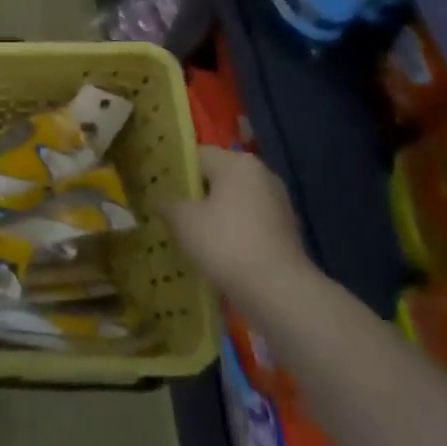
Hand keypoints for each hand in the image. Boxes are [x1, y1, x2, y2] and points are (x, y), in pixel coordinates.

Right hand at [162, 146, 314, 316]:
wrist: (278, 290)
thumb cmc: (225, 244)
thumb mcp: (183, 221)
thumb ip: (167, 204)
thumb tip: (160, 199)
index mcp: (237, 162)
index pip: (199, 155)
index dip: (176, 170)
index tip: (159, 189)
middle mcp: (261, 174)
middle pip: (219, 176)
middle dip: (197, 193)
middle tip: (172, 211)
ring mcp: (278, 202)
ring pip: (236, 200)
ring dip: (216, 213)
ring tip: (193, 234)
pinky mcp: (286, 229)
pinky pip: (251, 221)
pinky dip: (235, 230)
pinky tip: (219, 250)